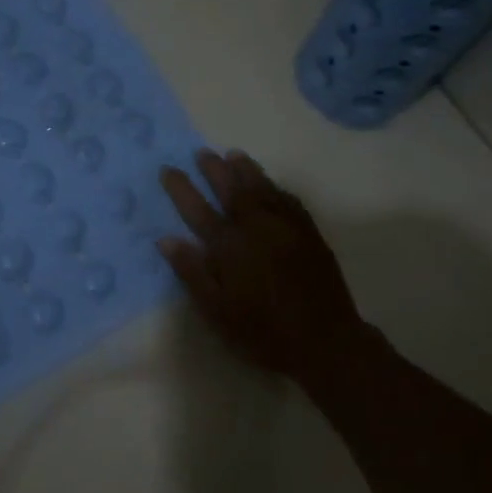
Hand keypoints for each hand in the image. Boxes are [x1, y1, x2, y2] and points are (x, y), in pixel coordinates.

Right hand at [157, 149, 369, 384]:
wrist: (324, 339)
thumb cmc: (263, 332)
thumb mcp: (217, 311)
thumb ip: (192, 273)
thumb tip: (167, 239)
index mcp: (229, 246)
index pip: (197, 209)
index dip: (181, 188)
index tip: (168, 169)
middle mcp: (256, 227)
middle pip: (231, 190)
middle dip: (214, 169)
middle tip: (202, 152)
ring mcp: (286, 226)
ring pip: (262, 188)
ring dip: (246, 170)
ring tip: (233, 155)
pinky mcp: (309, 233)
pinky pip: (288, 199)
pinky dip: (275, 187)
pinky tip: (270, 184)